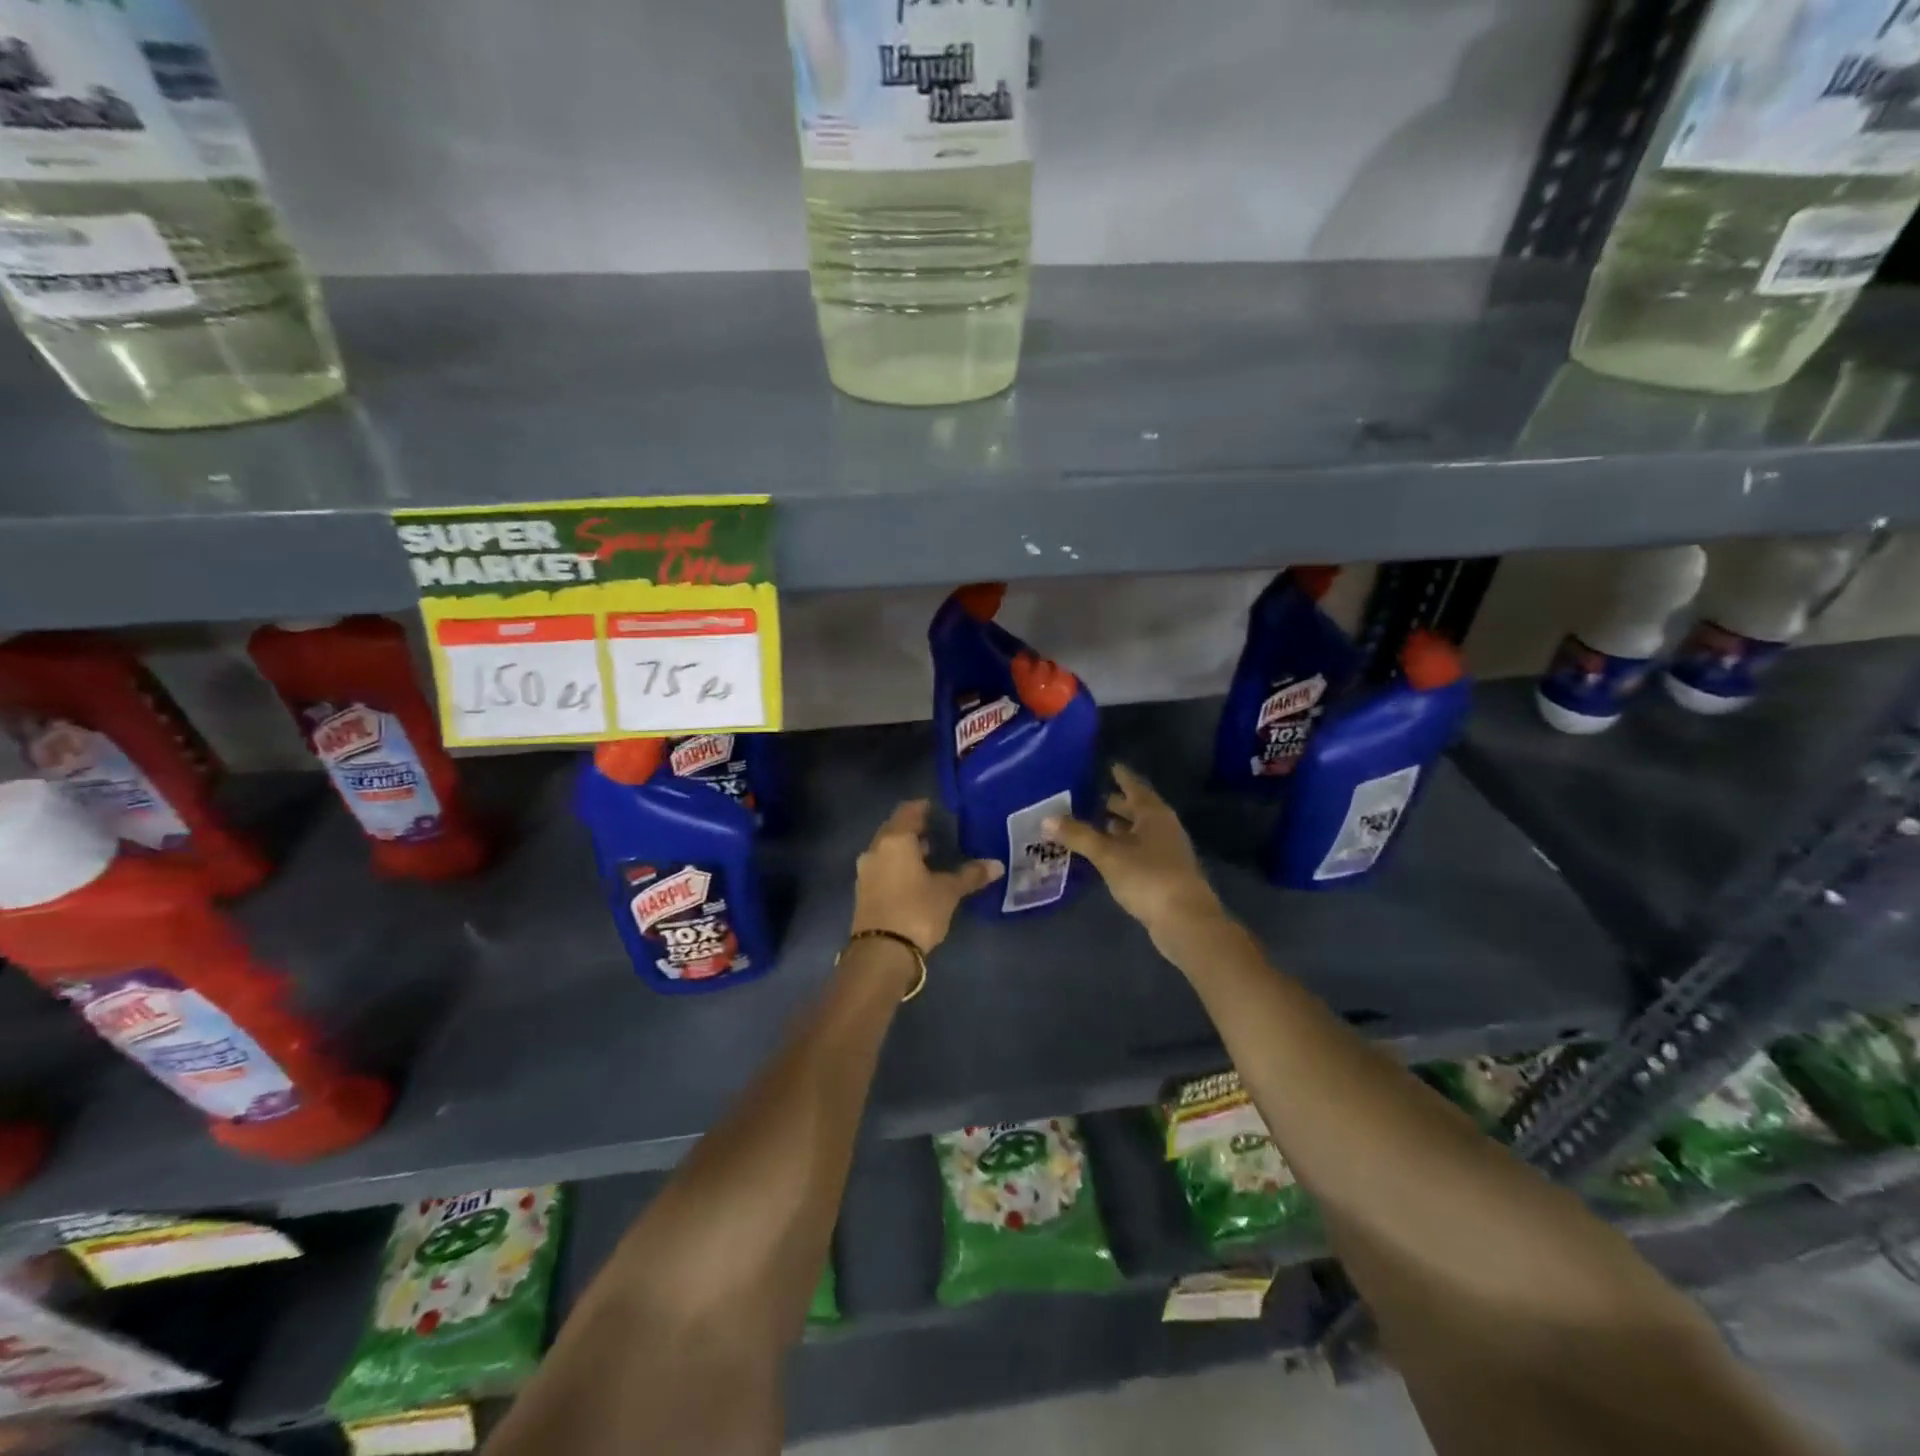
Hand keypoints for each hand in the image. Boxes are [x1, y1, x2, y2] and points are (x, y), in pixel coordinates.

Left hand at [851, 800, 1002, 953]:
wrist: (881, 953)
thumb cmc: (916, 911)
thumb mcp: (948, 892)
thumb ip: (970, 875)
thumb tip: (996, 865)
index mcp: (895, 840)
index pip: (908, 811)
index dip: (922, 807)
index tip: (936, 809)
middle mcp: (875, 850)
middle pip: (894, 829)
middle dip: (912, 829)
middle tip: (935, 830)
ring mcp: (865, 872)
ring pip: (886, 850)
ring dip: (904, 849)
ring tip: (928, 854)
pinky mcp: (863, 892)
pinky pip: (881, 868)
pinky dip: (896, 866)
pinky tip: (913, 877)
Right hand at [1041, 764, 1224, 943]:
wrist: (1184, 919)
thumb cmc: (1147, 876)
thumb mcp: (1107, 854)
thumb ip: (1078, 835)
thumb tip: (1046, 819)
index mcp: (1154, 814)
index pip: (1134, 786)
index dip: (1121, 777)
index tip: (1109, 766)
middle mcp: (1164, 827)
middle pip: (1138, 809)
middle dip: (1118, 803)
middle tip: (1094, 797)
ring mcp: (1168, 851)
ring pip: (1140, 831)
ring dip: (1120, 827)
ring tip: (1097, 823)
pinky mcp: (1165, 873)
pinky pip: (1141, 850)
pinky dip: (1124, 847)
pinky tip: (1109, 854)